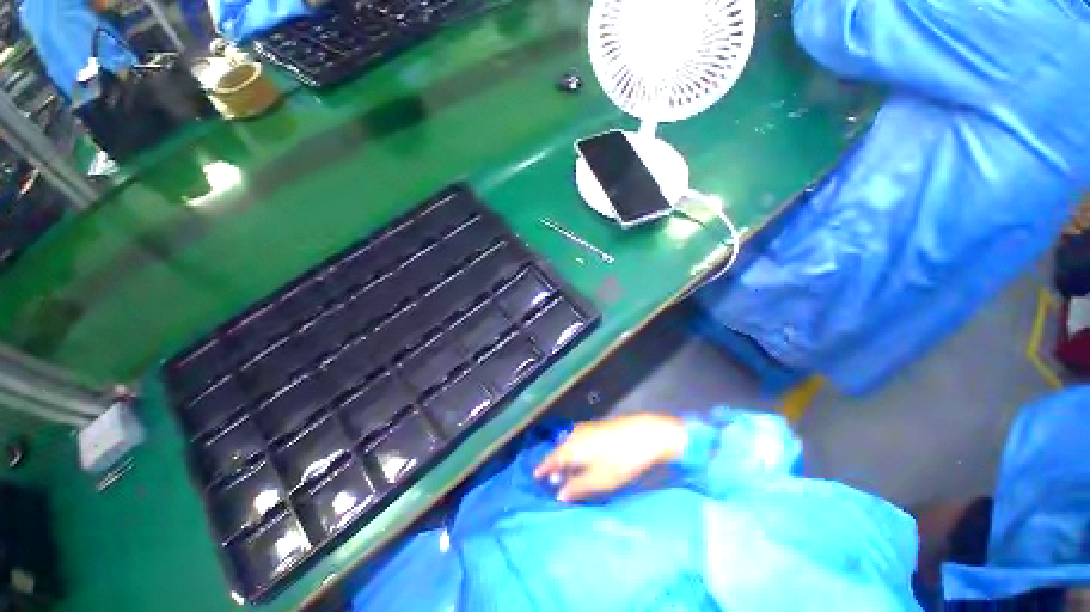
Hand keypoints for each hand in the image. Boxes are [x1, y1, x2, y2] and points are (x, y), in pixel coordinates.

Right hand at [533, 413, 686, 501]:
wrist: (644, 433)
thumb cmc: (621, 460)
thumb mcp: (600, 480)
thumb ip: (577, 487)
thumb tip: (559, 495)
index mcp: (571, 447)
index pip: (551, 459)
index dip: (543, 468)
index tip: (535, 477)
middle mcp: (575, 434)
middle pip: (559, 450)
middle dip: (554, 464)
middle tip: (551, 479)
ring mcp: (586, 428)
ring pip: (569, 443)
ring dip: (565, 457)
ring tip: (566, 471)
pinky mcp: (597, 426)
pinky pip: (578, 439)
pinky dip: (575, 449)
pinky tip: (582, 457)